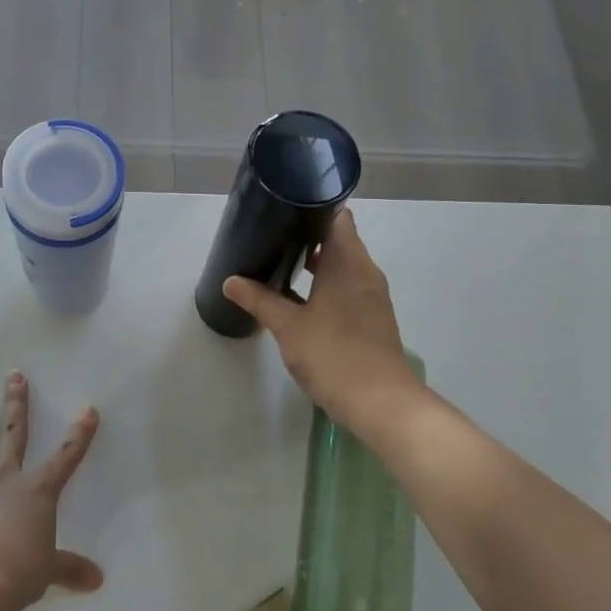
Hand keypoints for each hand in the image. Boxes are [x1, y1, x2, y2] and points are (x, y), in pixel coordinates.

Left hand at [0, 373, 104, 610]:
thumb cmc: (17, 572)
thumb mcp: (48, 571)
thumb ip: (69, 569)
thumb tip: (97, 580)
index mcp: (36, 491)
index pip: (65, 457)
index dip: (79, 435)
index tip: (88, 410)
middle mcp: (2, 480)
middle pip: (12, 434)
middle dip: (16, 404)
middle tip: (14, 375)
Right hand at [223, 207, 420, 431]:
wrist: (380, 402)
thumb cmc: (333, 354)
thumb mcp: (287, 326)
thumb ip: (259, 300)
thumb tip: (230, 281)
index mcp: (348, 262)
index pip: (337, 217)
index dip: (312, 208)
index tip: (284, 210)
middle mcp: (365, 272)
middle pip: (339, 240)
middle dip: (307, 237)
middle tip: (272, 237)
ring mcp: (372, 296)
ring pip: (343, 266)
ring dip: (316, 264)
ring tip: (281, 265)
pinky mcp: (372, 318)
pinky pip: (347, 288)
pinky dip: (326, 286)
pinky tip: (301, 300)